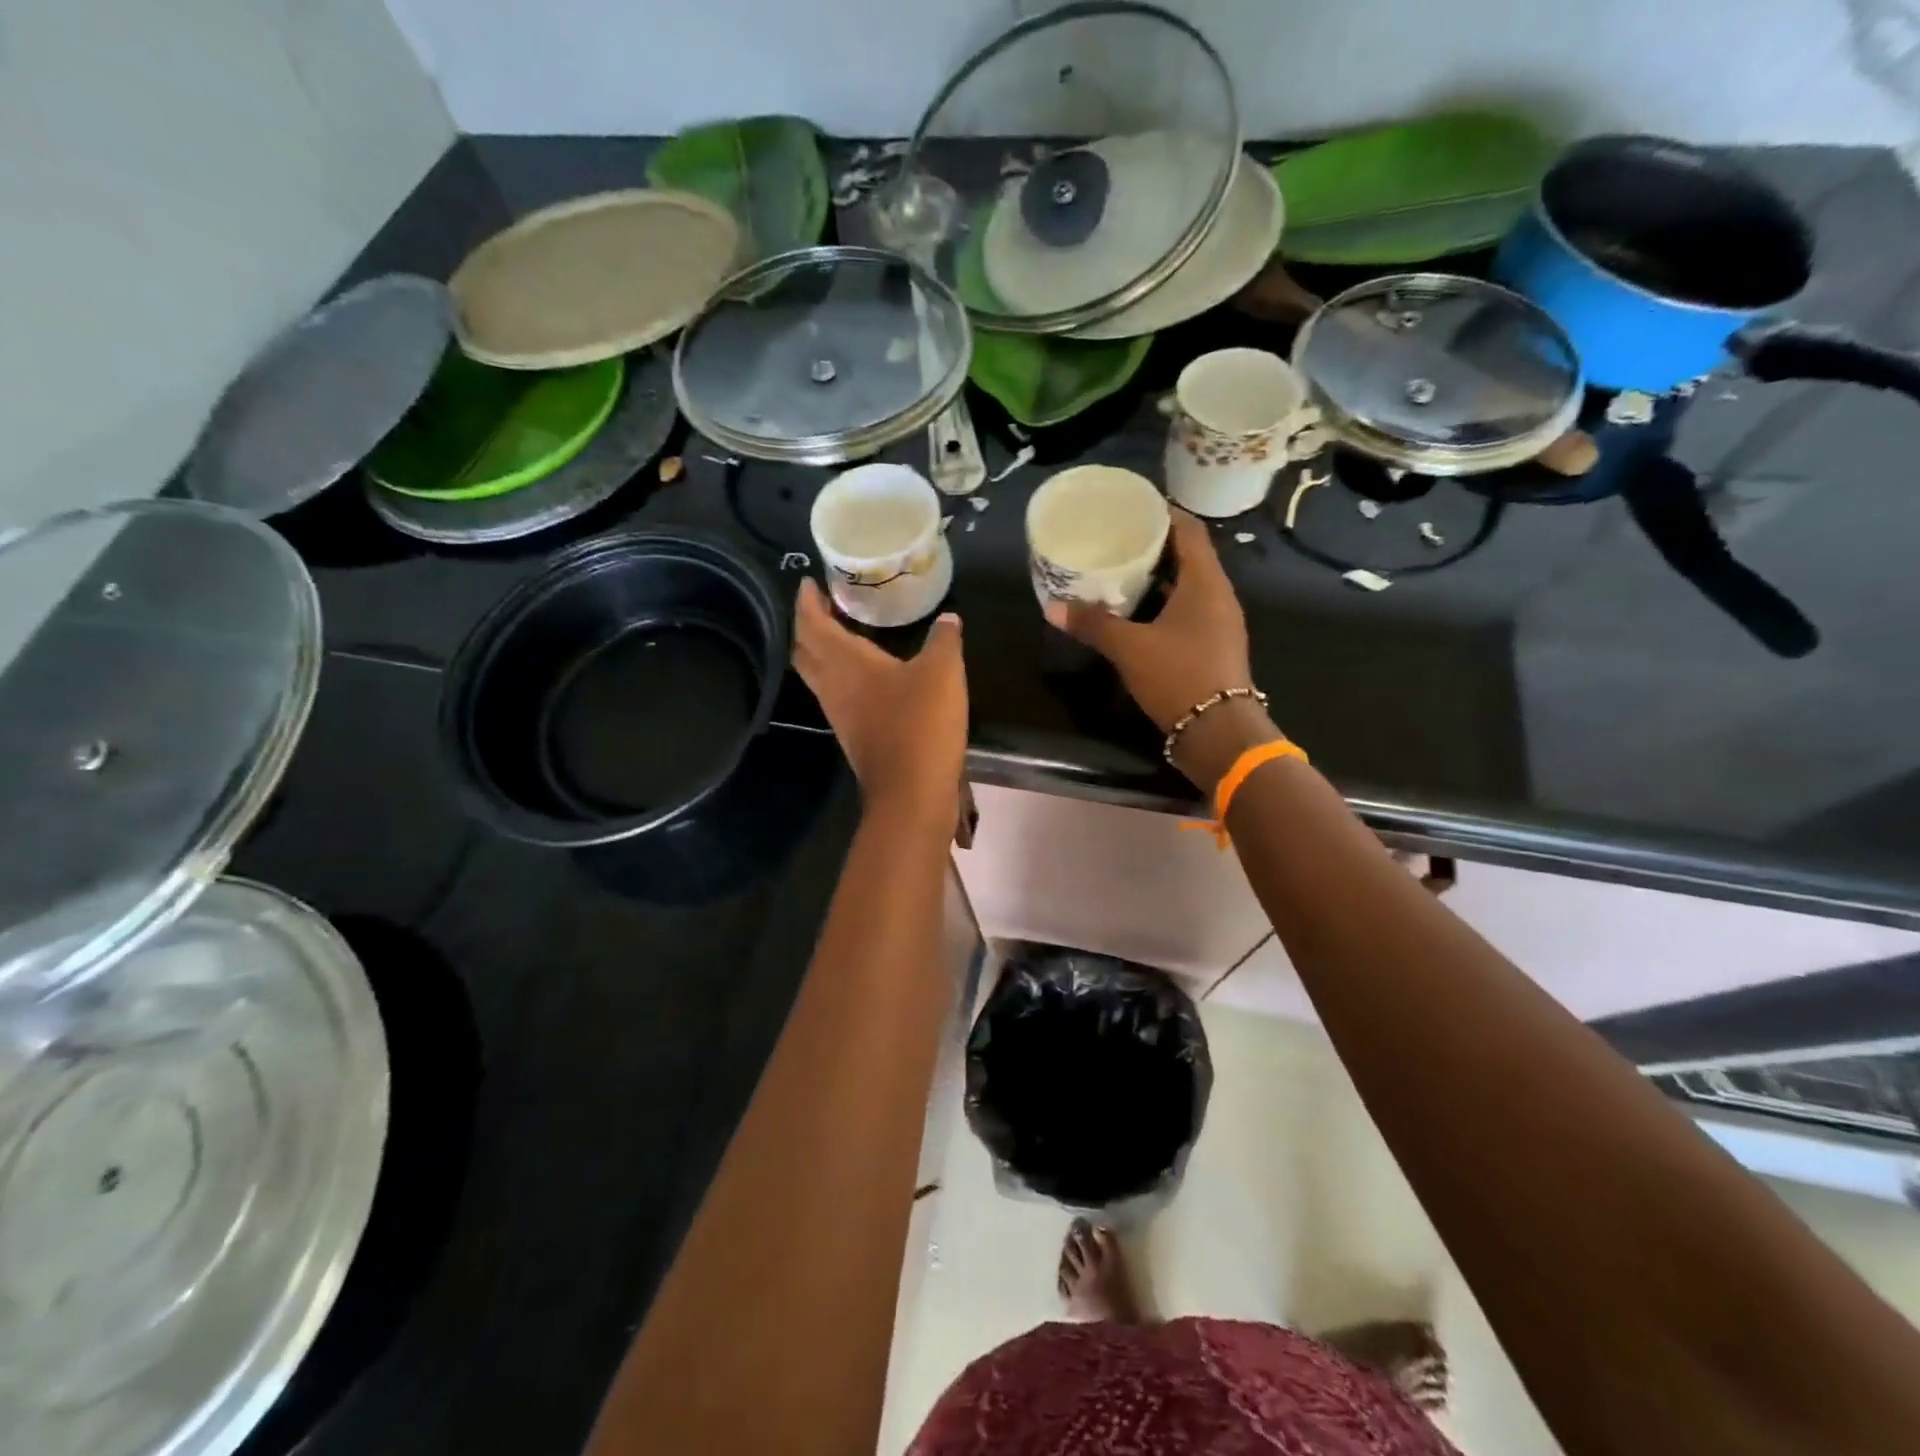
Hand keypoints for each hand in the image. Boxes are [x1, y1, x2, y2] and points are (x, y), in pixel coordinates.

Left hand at [793, 578, 967, 819]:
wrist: (911, 793)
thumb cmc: (920, 724)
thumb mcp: (943, 672)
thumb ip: (944, 640)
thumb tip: (948, 619)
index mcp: (846, 662)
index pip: (812, 624)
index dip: (806, 601)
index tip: (808, 581)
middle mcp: (833, 686)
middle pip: (805, 650)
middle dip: (808, 625)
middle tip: (824, 606)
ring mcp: (840, 714)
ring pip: (817, 674)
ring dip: (821, 651)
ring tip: (842, 632)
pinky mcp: (854, 735)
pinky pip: (836, 694)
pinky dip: (840, 674)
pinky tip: (866, 674)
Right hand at [1044, 510, 1278, 790]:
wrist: (1219, 733)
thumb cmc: (1178, 676)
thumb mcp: (1129, 648)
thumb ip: (1093, 624)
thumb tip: (1053, 607)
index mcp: (1205, 582)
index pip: (1188, 529)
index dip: (1162, 512)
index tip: (1132, 506)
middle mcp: (1218, 595)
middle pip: (1188, 555)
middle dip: (1154, 545)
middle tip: (1117, 539)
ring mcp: (1220, 622)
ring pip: (1188, 586)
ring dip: (1158, 577)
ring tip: (1121, 571)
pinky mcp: (1214, 646)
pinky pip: (1188, 611)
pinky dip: (1164, 603)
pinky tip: (1137, 613)